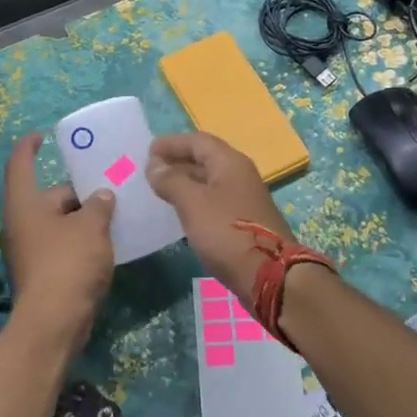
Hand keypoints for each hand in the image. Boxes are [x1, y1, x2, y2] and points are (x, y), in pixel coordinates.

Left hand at [0, 132, 115, 346]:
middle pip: (48, 197)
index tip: (42, 135)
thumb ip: (99, 204)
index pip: (20, 164)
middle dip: (77, 192)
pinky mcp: (41, 273)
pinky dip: (80, 240)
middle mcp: (20, 224)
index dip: (29, 146)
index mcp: (24, 204)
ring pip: (58, 223)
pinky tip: (106, 242)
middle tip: (109, 186)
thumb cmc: (68, 263)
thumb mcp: (91, 226)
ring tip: (113, 213)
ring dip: (82, 218)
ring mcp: (29, 251)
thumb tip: (101, 196)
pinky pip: (61, 245)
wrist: (55, 322)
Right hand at [147, 132, 293, 303]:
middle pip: (205, 159)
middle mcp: (239, 175)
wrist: (268, 274)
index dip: (172, 143)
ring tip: (159, 191)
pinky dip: (194, 202)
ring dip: (185, 183)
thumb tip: (154, 164)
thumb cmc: (227, 232)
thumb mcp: (193, 203)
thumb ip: (172, 180)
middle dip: (177, 162)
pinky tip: (180, 213)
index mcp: (230, 163)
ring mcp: (243, 199)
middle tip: (150, 171)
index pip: (198, 141)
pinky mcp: (243, 222)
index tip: (148, 151)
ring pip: (209, 182)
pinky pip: (213, 202)